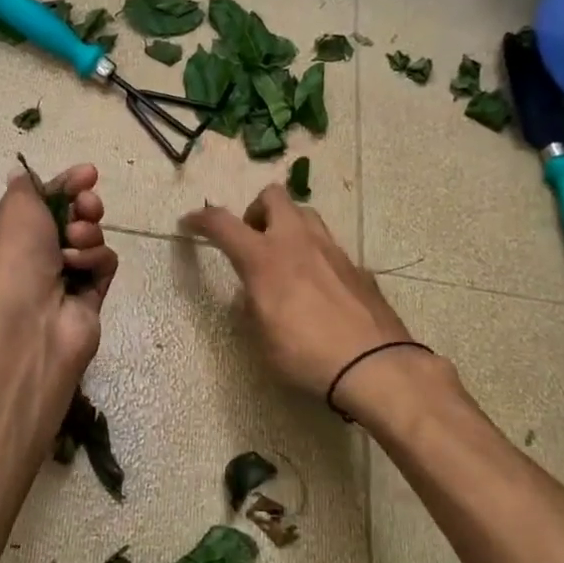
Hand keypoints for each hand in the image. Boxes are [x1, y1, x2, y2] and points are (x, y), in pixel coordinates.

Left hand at [0, 163, 116, 378]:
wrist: (29, 321)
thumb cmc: (13, 257)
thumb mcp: (15, 207)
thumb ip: (27, 187)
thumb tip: (22, 176)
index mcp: (3, 236)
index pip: (39, 202)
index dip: (64, 184)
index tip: (87, 173)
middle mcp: (29, 259)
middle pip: (69, 219)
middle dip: (83, 207)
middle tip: (87, 205)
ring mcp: (60, 280)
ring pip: (89, 239)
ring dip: (87, 233)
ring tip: (76, 241)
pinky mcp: (87, 299)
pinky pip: (102, 266)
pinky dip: (95, 261)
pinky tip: (81, 267)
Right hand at [182, 184, 420, 407]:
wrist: (374, 365)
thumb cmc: (305, 355)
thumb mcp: (261, 338)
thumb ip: (252, 307)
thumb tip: (253, 294)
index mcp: (264, 259)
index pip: (222, 223)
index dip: (200, 219)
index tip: (189, 223)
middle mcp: (297, 243)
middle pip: (273, 196)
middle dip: (255, 210)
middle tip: (250, 240)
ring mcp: (332, 251)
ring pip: (305, 214)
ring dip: (287, 225)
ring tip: (283, 259)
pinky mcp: (357, 267)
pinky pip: (328, 245)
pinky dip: (313, 254)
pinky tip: (316, 287)